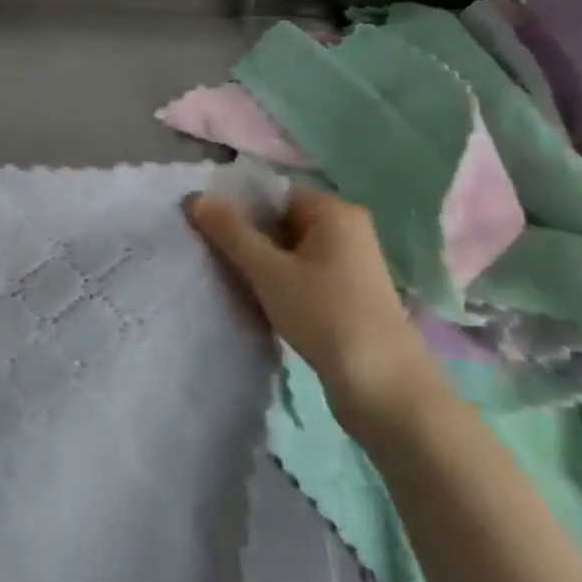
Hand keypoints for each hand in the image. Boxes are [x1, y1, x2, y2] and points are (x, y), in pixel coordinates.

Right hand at [185, 189, 442, 436]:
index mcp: (333, 209)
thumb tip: (195, 196)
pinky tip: (260, 302)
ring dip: (262, 264)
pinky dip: (281, 283)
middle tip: (212, 256)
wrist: (385, 388)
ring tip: (232, 281)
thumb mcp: (268, 271)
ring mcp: (352, 263)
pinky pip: (304, 274)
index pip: (273, 193)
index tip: (206, 229)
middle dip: (247, 237)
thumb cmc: (325, 315)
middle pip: (281, 220)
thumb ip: (230, 232)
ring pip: (291, 250)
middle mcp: (347, 228)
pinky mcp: (351, 294)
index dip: (237, 207)